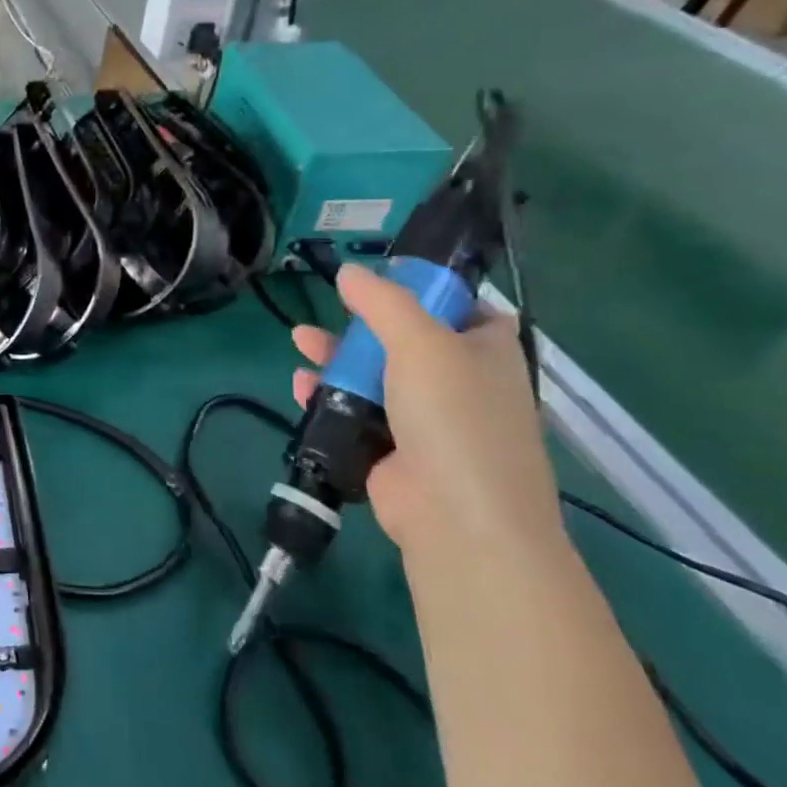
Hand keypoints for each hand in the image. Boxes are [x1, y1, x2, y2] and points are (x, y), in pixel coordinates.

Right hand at [291, 264, 563, 561]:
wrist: (457, 516)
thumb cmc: (453, 417)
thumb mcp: (422, 343)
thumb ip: (383, 303)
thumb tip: (350, 271)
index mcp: (486, 352)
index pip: (464, 309)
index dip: (428, 291)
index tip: (385, 280)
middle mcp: (461, 383)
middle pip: (406, 340)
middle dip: (362, 325)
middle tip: (332, 310)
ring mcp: (426, 420)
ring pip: (375, 376)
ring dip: (337, 359)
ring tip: (300, 342)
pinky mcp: (392, 450)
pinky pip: (356, 412)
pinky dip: (328, 397)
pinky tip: (302, 386)